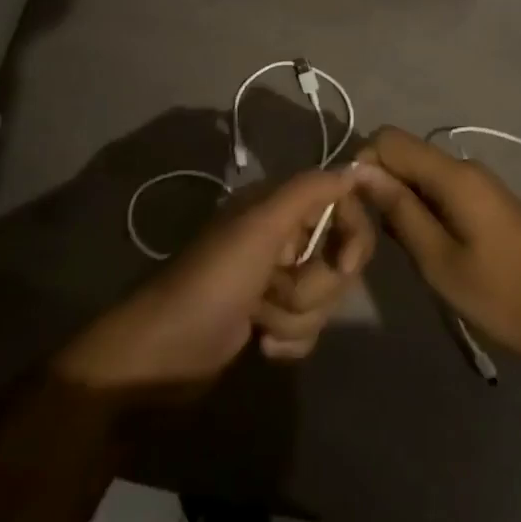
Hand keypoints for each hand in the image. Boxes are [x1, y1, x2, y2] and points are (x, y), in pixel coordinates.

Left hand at [53, 170, 374, 399]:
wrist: (165, 354)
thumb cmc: (213, 282)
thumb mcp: (260, 228)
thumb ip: (308, 191)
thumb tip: (355, 167)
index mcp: (278, 206)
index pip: (342, 205)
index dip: (352, 235)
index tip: (343, 264)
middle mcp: (281, 236)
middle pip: (337, 259)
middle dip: (313, 286)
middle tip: (276, 290)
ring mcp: (276, 280)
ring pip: (324, 298)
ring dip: (296, 317)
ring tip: (259, 320)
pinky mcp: (270, 318)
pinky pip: (309, 329)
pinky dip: (290, 340)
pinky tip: (262, 345)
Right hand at [355, 126, 520, 362]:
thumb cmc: (498, 295)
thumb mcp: (438, 259)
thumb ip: (398, 210)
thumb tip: (360, 171)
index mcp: (453, 175)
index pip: (389, 139)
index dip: (364, 164)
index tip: (355, 205)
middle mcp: (465, 166)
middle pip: (405, 151)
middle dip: (380, 180)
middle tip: (374, 229)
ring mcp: (480, 181)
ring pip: (420, 169)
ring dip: (399, 194)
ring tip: (396, 240)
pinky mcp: (487, 198)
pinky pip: (440, 184)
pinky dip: (421, 202)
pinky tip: (424, 239)